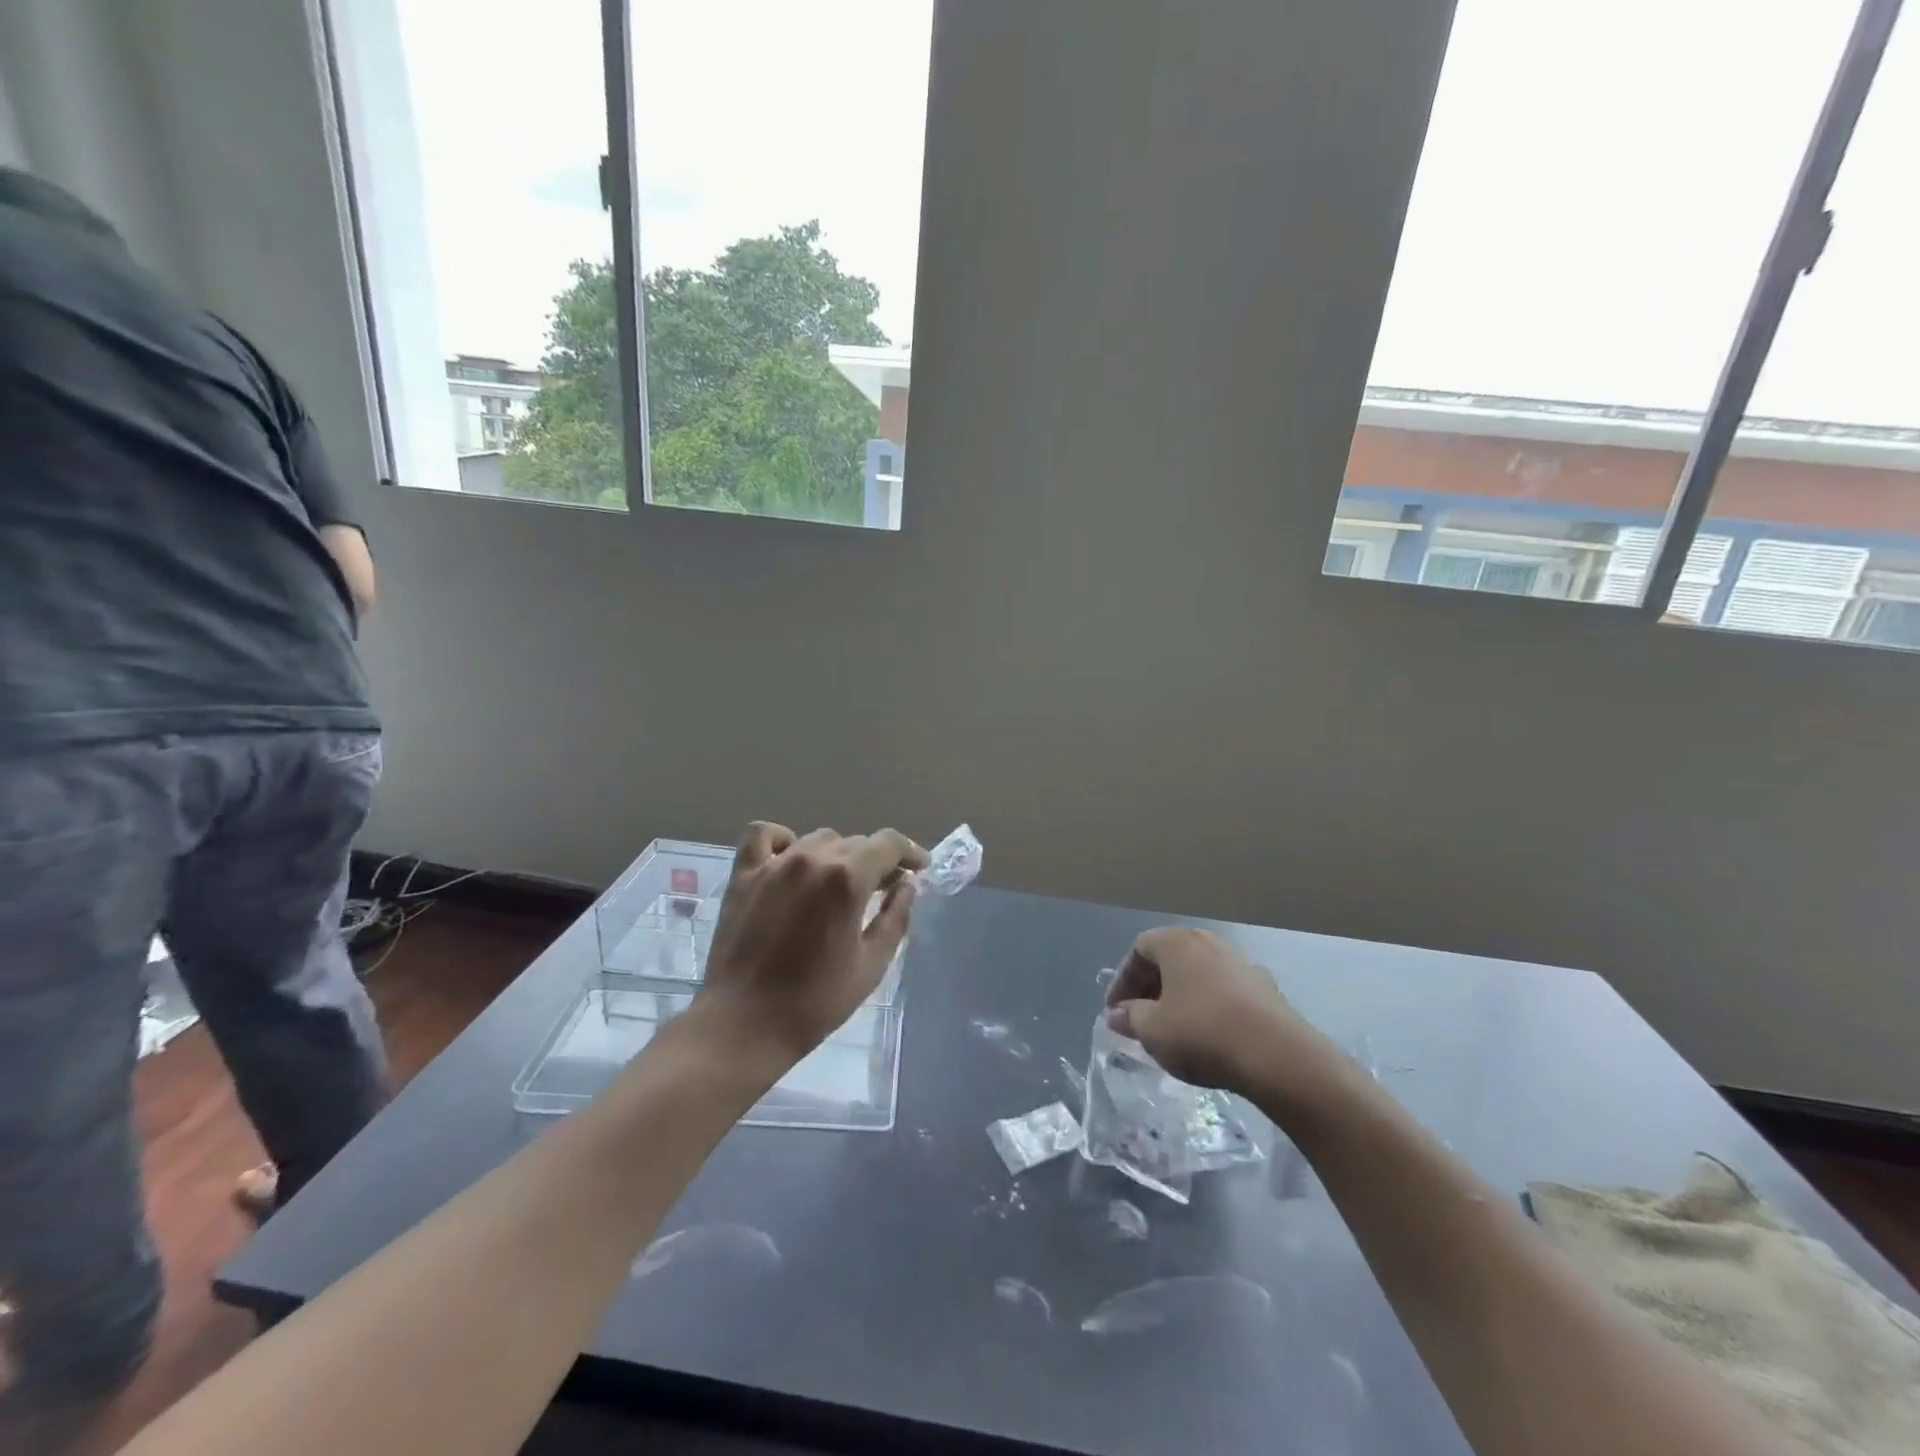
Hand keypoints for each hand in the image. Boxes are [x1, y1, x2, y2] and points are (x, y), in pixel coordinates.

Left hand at [696, 823, 928, 1067]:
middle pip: (855, 842)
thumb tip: (906, 886)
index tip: (919, 868)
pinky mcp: (743, 875)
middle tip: (883, 889)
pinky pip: (764, 835)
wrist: (744, 1025)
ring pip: (818, 839)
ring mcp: (773, 864)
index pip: (889, 843)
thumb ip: (895, 918)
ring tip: (839, 883)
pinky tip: (792, 860)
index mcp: (847, 879)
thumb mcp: (872, 965)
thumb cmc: (815, 1002)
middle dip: (876, 861)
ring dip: (837, 855)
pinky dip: (783, 840)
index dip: (910, 852)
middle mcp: (812, 859)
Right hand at [1104, 926, 1325, 1094]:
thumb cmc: (1203, 1034)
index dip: (1122, 980)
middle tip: (1139, 1019)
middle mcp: (1209, 942)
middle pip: (1170, 958)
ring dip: (1180, 997)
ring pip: (1198, 974)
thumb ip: (1130, 1018)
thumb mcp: (1153, 1030)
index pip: (1139, 949)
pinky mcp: (1265, 989)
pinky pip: (1224, 991)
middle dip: (1150, 988)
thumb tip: (1118, 1014)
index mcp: (1178, 942)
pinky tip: (1209, 1036)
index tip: (1116, 1012)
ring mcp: (1241, 963)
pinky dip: (1209, 1006)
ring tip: (1172, 1029)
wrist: (1278, 1057)